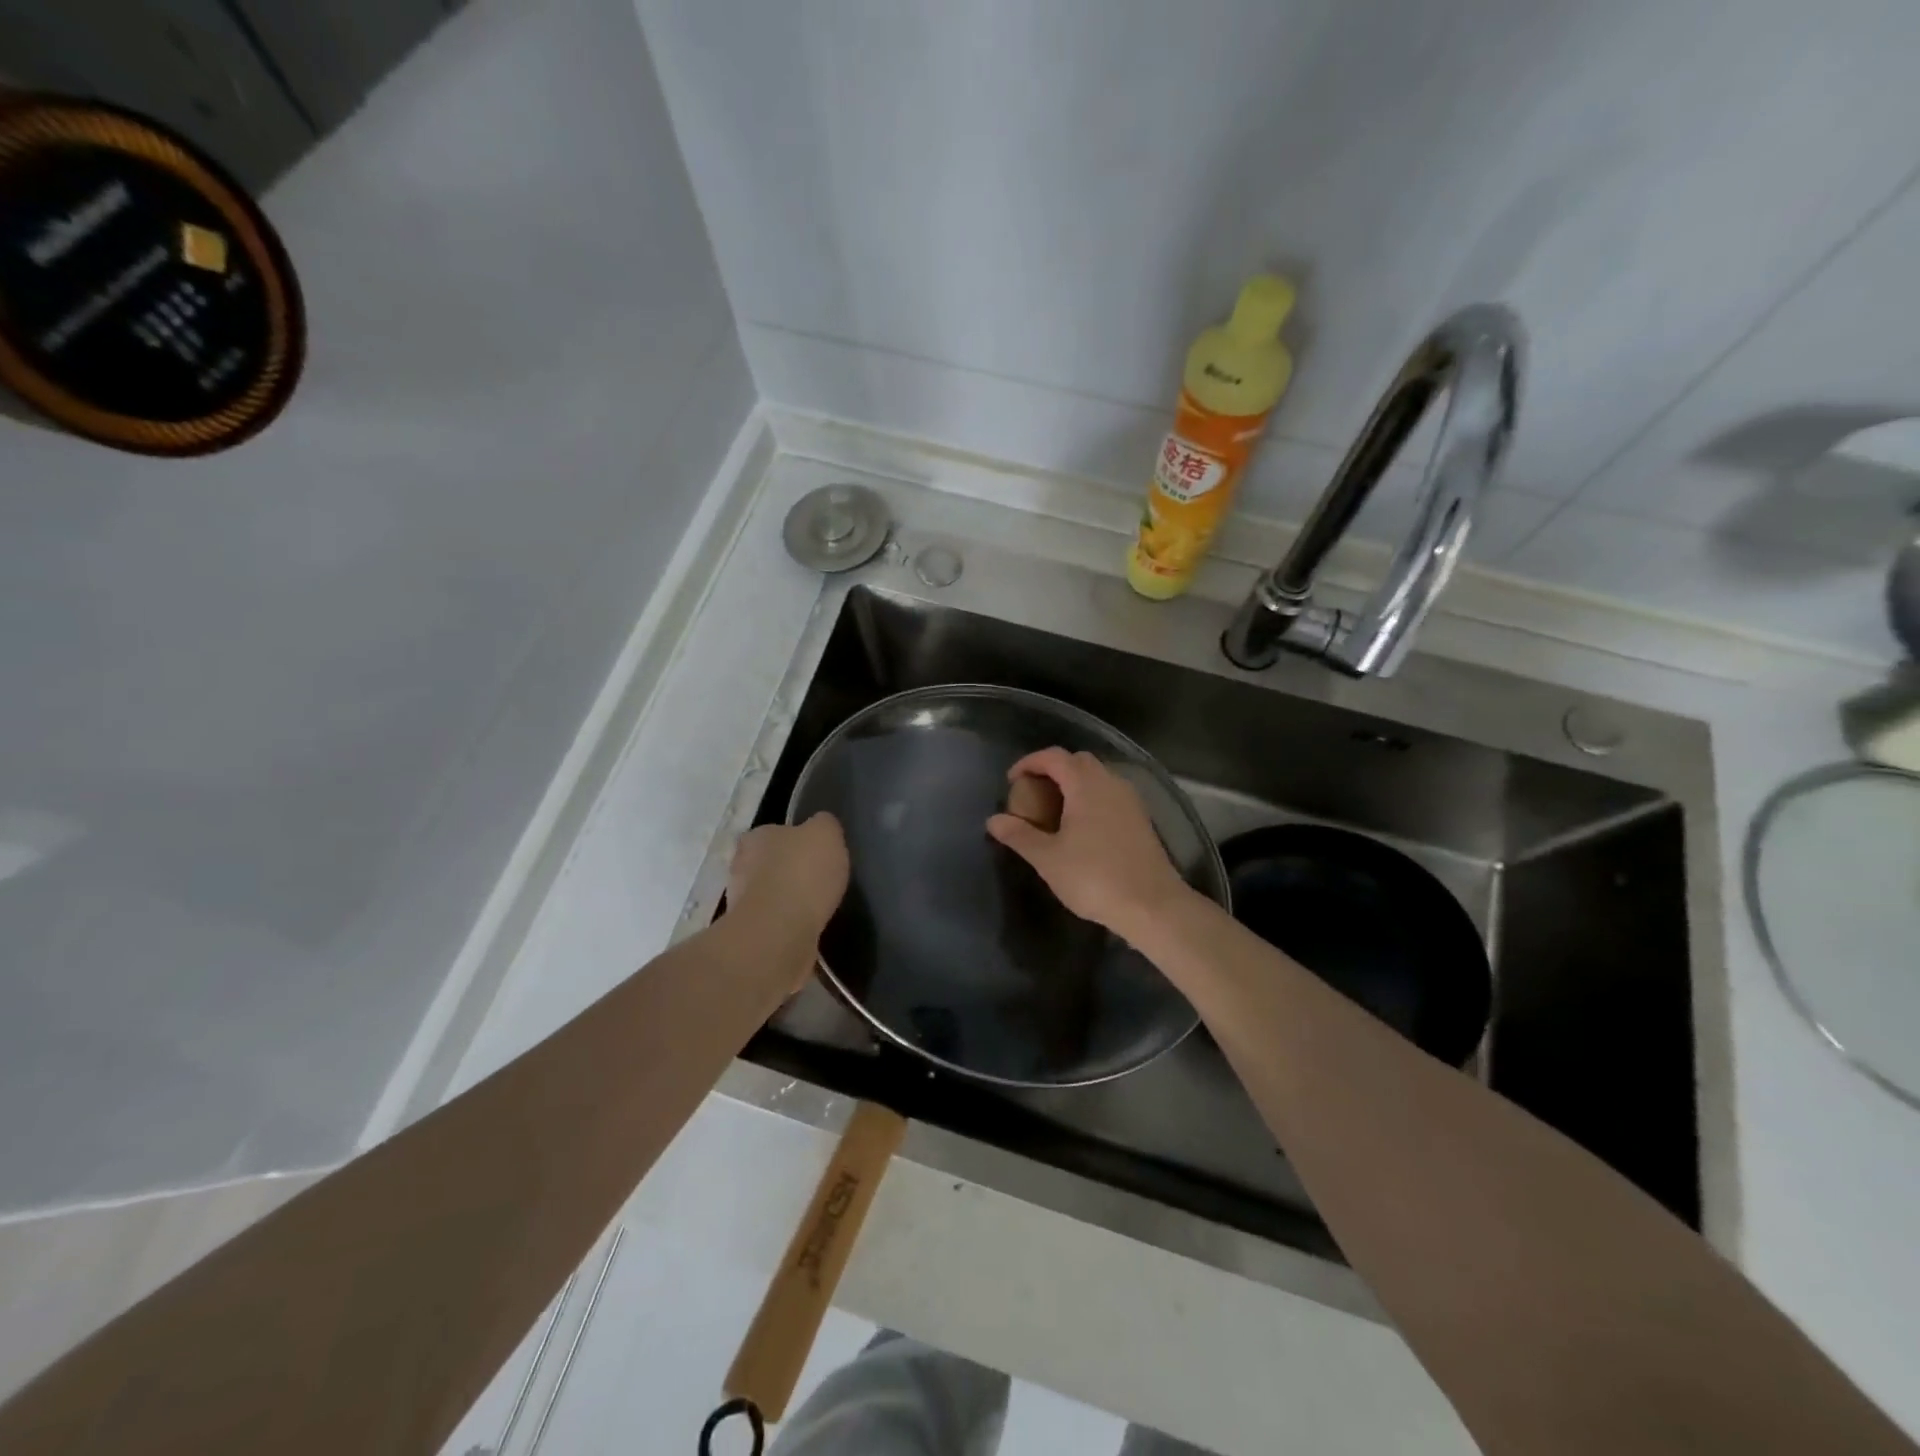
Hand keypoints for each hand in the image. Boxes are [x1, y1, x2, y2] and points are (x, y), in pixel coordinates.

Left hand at [728, 814, 849, 988]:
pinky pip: (775, 926)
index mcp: (755, 838)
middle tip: (818, 880)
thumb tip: (821, 827)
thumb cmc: (802, 874)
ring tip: (818, 908)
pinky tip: (810, 930)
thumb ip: (824, 825)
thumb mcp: (826, 833)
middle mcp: (741, 867)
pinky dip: (790, 927)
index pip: (773, 832)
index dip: (795, 840)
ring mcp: (741, 905)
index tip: (816, 852)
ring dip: (788, 902)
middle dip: (789, 872)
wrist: (779, 934)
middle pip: (769, 864)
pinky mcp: (751, 936)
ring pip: (770, 897)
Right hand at [986, 748, 1192, 941]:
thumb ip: (1019, 835)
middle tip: (1032, 792)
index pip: (1054, 756)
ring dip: (1074, 783)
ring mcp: (1130, 799)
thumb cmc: (1094, 877)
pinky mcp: (1141, 818)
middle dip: (1052, 769)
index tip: (1012, 781)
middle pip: (1078, 761)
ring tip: (1054, 809)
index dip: (1029, 762)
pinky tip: (1081, 826)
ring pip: (1097, 777)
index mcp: (1086, 785)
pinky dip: (1090, 797)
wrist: (1151, 905)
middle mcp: (1110, 782)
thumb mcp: (1047, 858)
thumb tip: (993, 820)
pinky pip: (1110, 794)